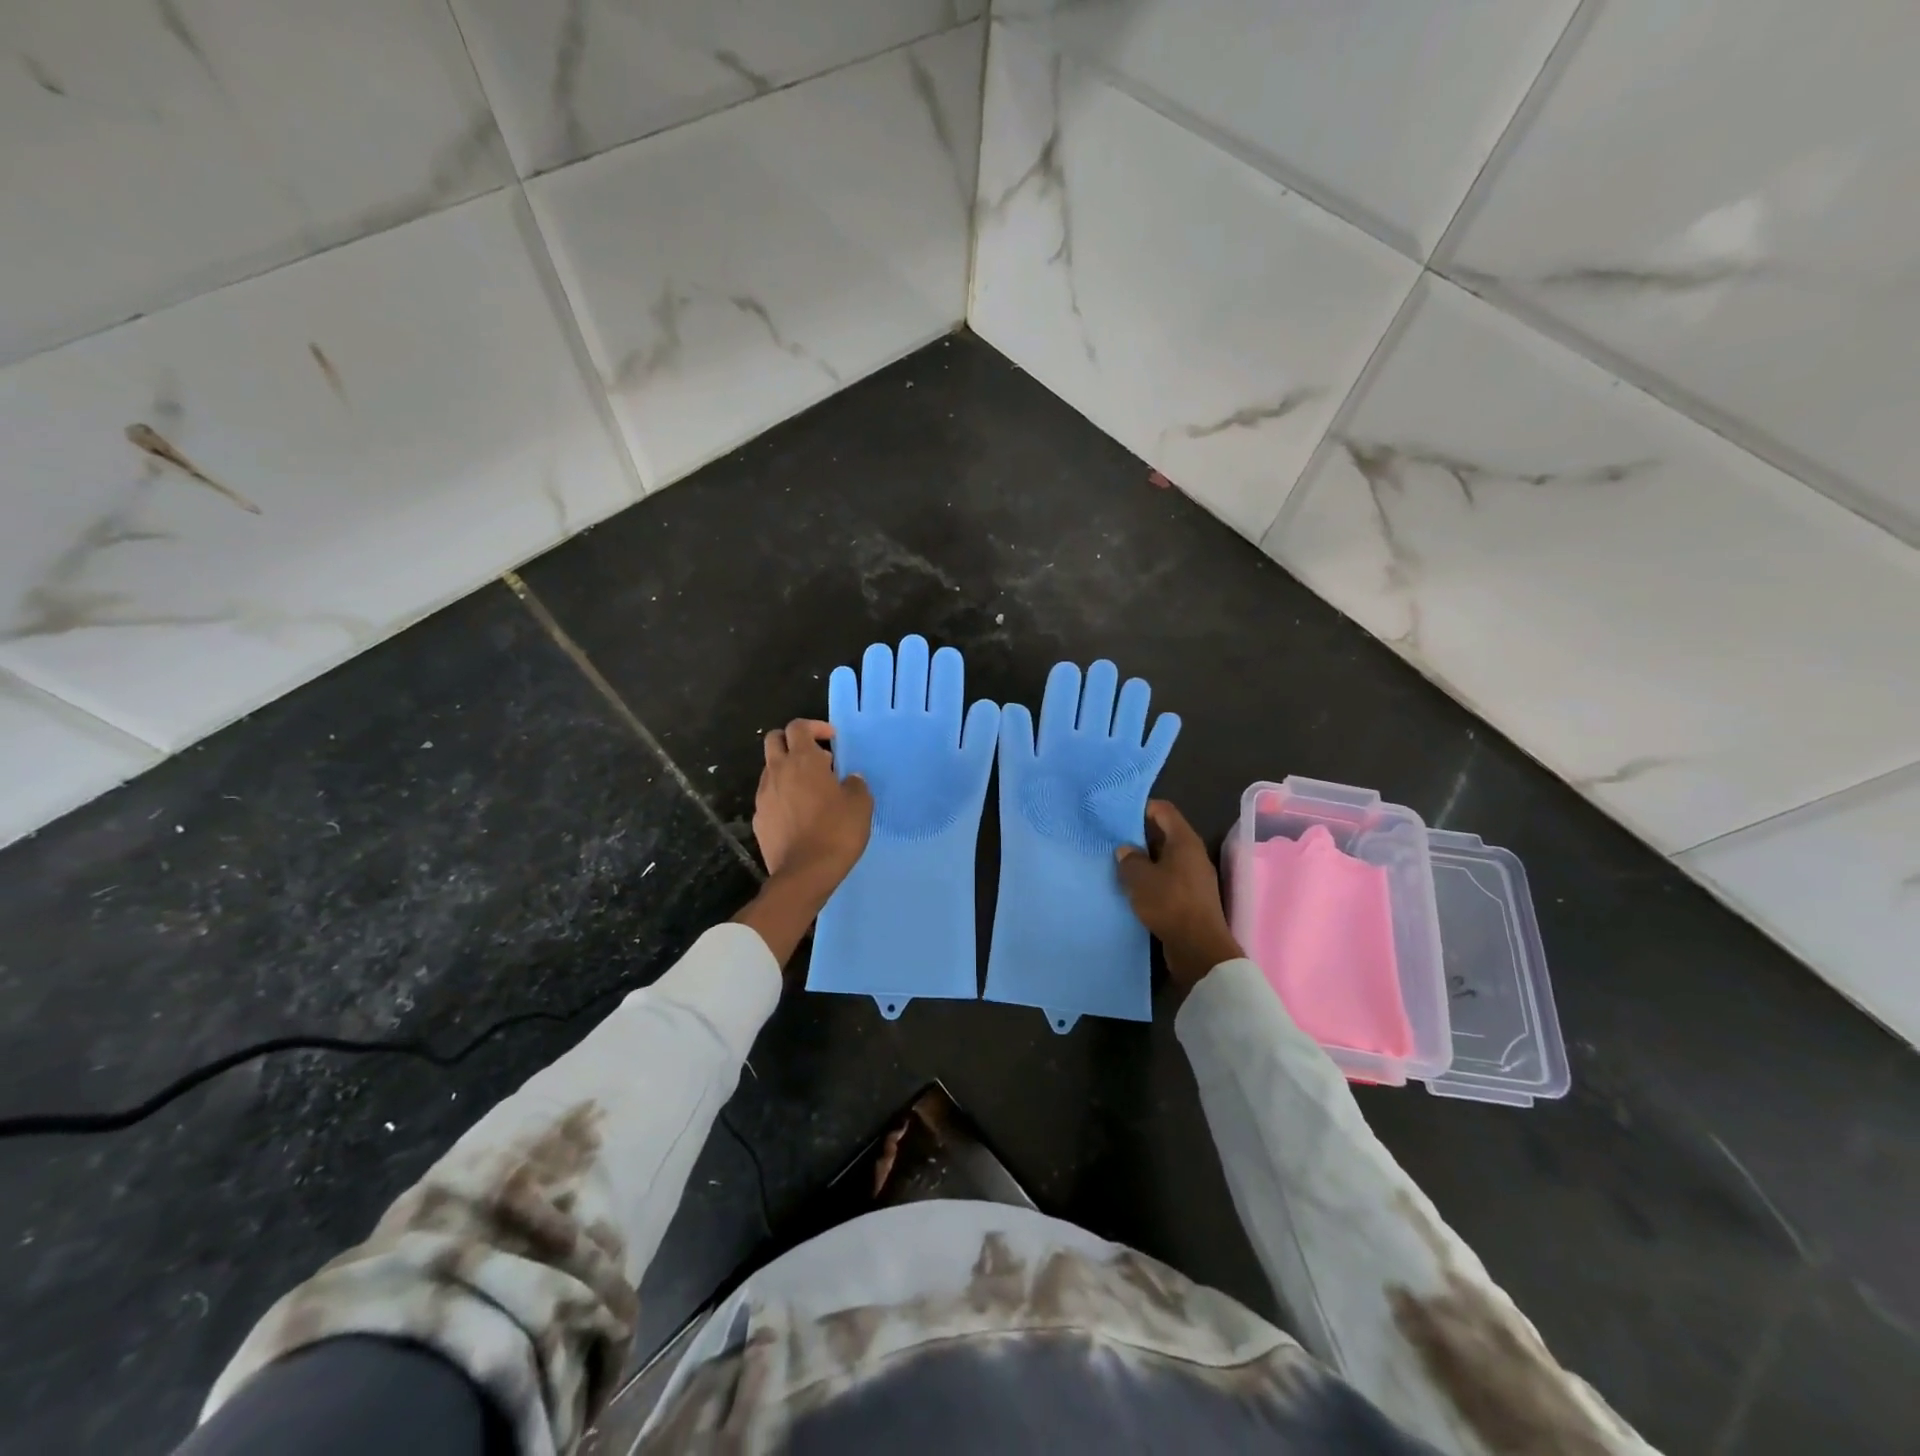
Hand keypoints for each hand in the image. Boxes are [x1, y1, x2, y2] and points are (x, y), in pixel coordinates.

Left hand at [752, 719, 872, 886]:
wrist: (804, 873)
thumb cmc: (837, 832)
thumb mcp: (860, 804)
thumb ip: (855, 784)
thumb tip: (849, 779)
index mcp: (803, 761)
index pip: (799, 726)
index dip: (815, 727)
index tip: (831, 740)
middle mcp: (778, 771)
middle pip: (774, 739)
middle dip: (793, 741)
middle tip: (815, 757)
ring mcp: (764, 795)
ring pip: (770, 768)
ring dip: (787, 769)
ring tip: (810, 789)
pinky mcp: (759, 818)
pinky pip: (769, 796)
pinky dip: (782, 795)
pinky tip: (799, 814)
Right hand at [1116, 800, 1242, 996]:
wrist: (1199, 948)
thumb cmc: (1169, 903)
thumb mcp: (1140, 878)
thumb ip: (1129, 859)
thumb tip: (1126, 850)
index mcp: (1184, 841)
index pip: (1163, 810)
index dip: (1141, 808)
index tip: (1117, 814)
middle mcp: (1192, 854)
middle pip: (1164, 833)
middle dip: (1139, 835)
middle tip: (1113, 839)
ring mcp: (1194, 877)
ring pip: (1165, 858)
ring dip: (1144, 860)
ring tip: (1118, 864)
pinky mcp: (1191, 897)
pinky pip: (1168, 878)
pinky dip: (1152, 879)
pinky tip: (1133, 887)